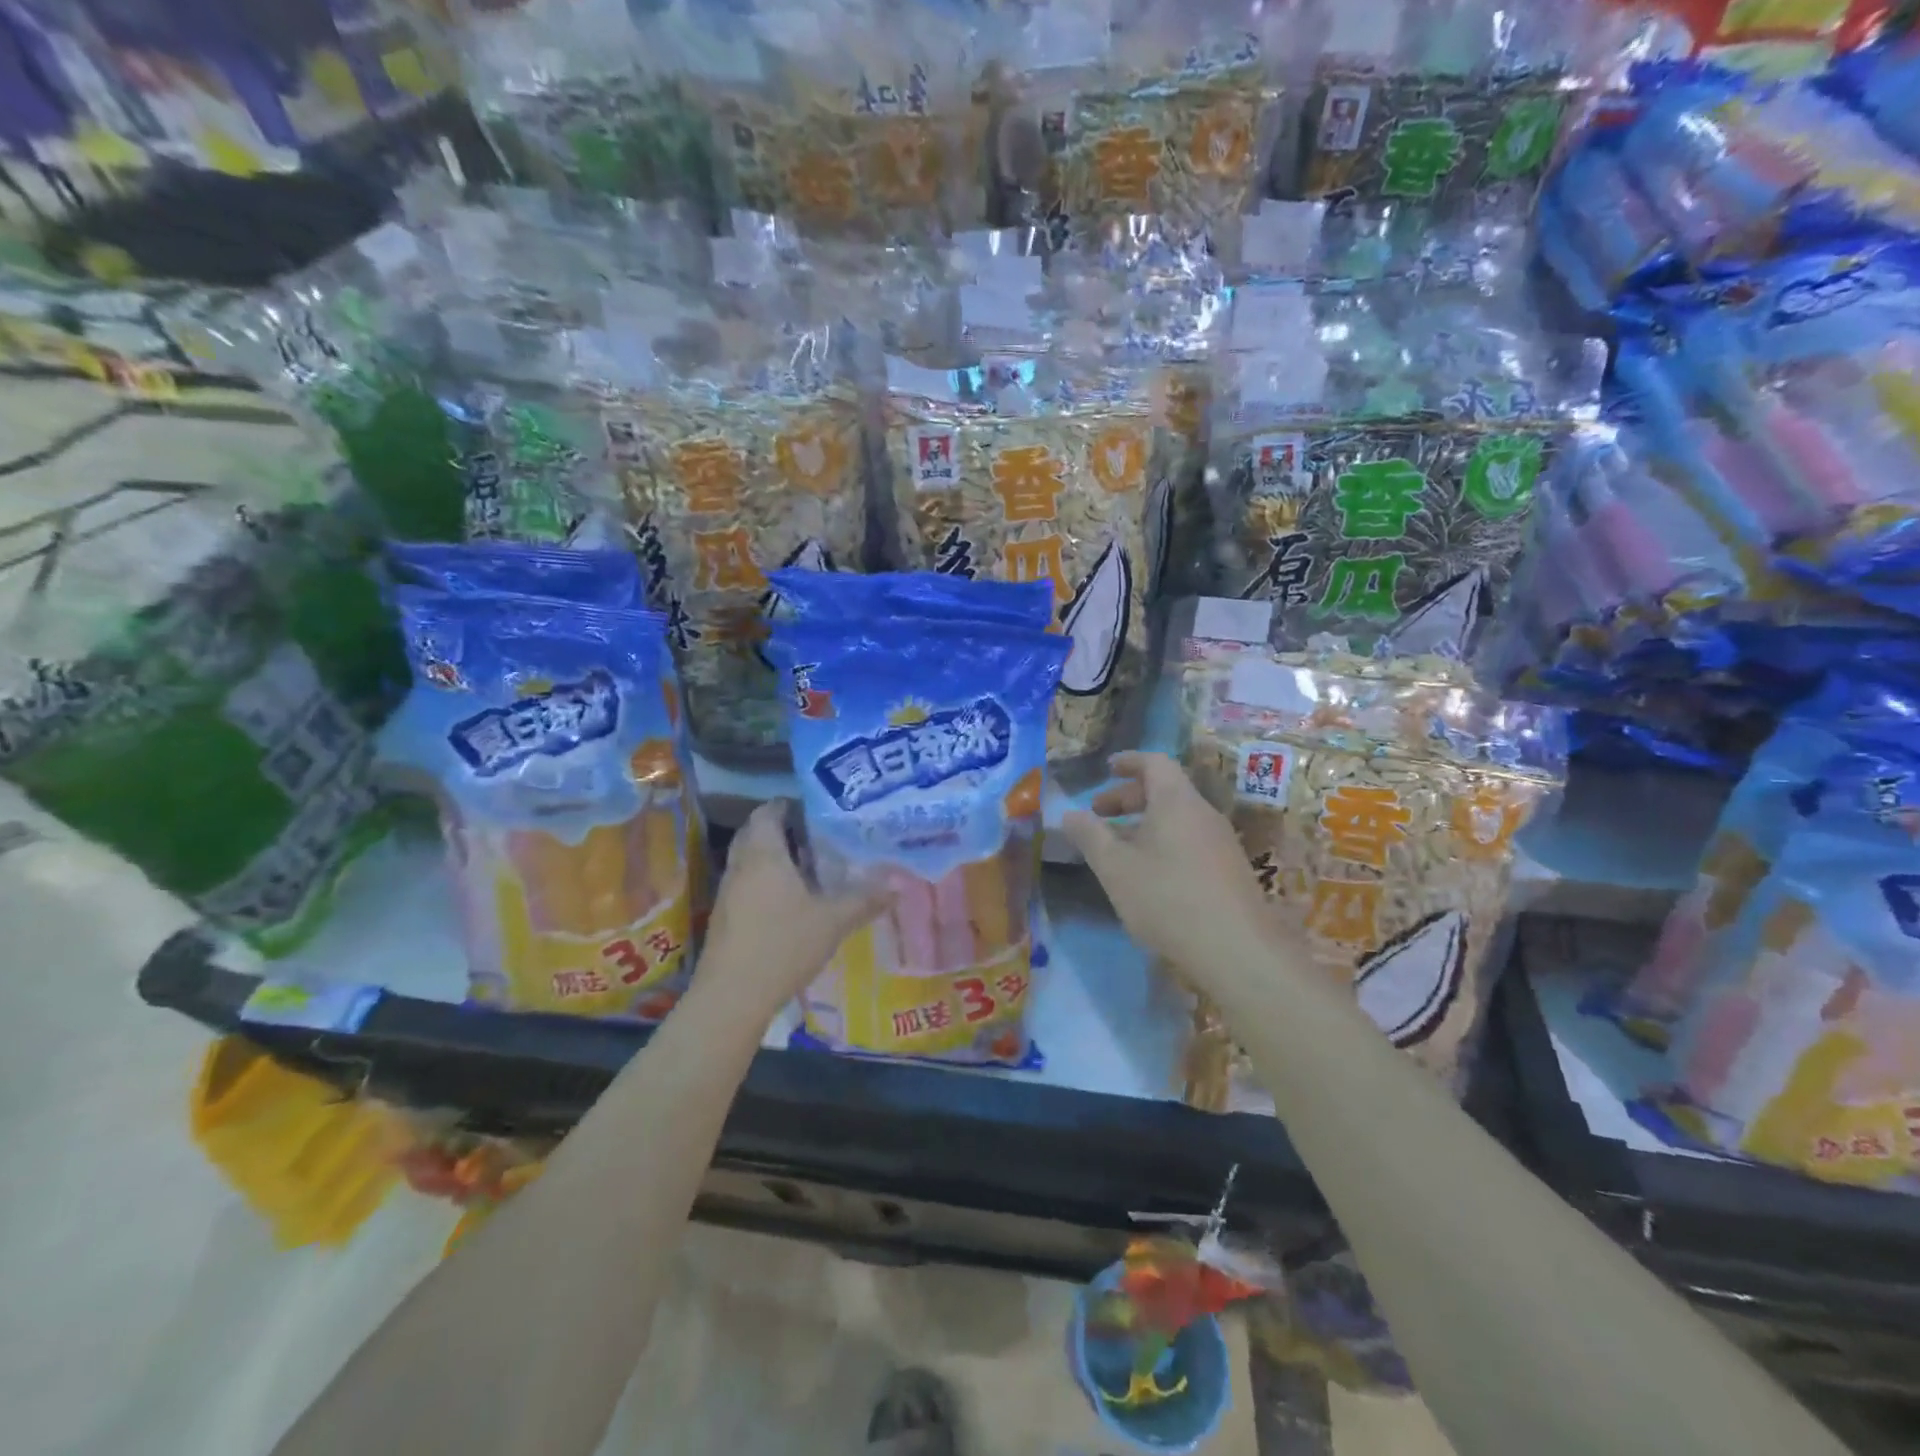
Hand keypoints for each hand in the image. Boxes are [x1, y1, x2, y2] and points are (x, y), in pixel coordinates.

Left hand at [699, 801, 888, 1016]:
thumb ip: (865, 899)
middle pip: (755, 832)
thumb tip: (898, 884)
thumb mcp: (833, 921)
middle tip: (817, 835)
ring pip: (749, 859)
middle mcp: (741, 865)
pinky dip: (766, 881)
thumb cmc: (782, 945)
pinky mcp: (725, 916)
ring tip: (810, 865)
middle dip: (783, 829)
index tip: (817, 810)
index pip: (768, 811)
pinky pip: (746, 883)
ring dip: (774, 856)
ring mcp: (728, 892)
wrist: (731, 996)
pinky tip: (791, 900)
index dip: (789, 804)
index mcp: (763, 854)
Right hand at [1061, 752, 1286, 985]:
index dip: (1128, 761)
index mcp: (1176, 801)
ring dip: (1144, 824)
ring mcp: (1221, 842)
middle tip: (1098, 815)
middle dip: (1128, 798)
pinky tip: (1147, 875)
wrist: (1238, 951)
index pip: (1155, 762)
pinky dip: (1162, 843)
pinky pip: (1189, 840)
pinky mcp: (1229, 870)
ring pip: (1177, 819)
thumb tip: (1069, 814)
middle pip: (1165, 790)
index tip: (1106, 769)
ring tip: (1116, 849)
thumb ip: (1090, 836)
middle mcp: (1203, 813)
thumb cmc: (1168, 898)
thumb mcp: (1115, 868)